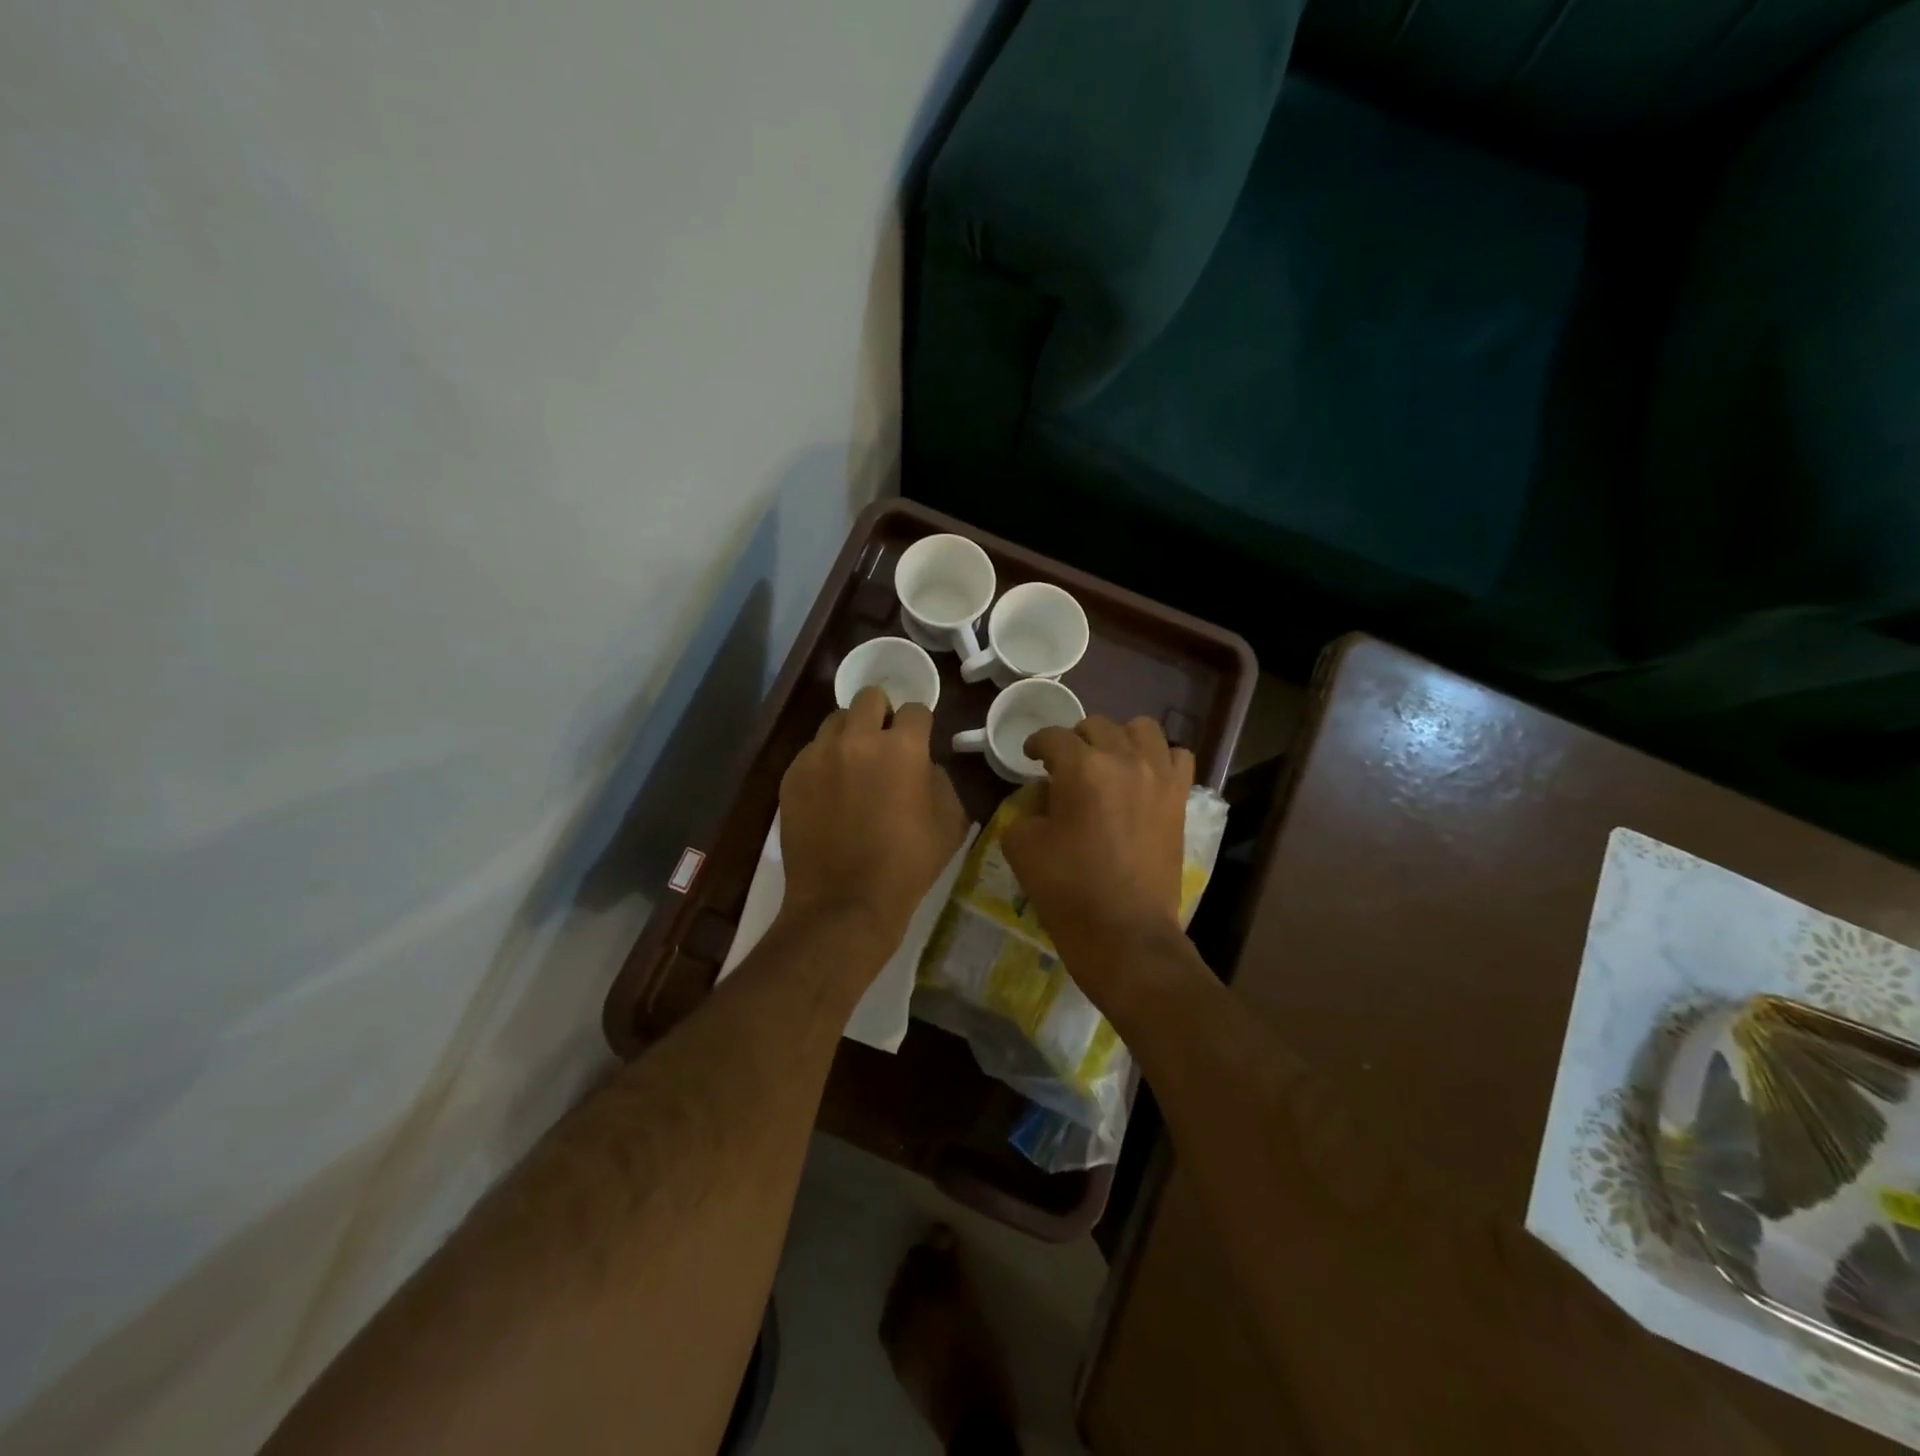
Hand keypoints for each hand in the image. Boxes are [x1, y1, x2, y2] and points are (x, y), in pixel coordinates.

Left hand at [778, 686, 969, 956]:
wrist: (845, 902)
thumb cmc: (908, 865)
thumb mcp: (951, 822)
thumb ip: (941, 779)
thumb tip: (924, 765)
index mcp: (903, 747)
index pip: (915, 709)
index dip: (920, 725)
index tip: (919, 741)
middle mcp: (858, 739)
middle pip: (870, 697)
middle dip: (882, 713)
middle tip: (884, 743)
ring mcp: (818, 755)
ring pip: (836, 720)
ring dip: (850, 734)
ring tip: (853, 764)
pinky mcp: (792, 775)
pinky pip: (811, 751)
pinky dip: (824, 761)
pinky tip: (829, 791)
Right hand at [1003, 716, 1194, 1002]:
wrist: (1124, 932)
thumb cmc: (1068, 889)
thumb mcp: (1023, 845)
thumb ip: (1026, 807)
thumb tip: (1044, 795)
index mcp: (1081, 768)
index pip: (1053, 737)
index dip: (1036, 743)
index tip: (1030, 756)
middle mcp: (1124, 759)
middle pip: (1096, 726)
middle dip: (1075, 740)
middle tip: (1064, 765)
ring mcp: (1159, 777)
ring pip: (1142, 729)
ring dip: (1119, 738)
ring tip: (1108, 762)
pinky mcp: (1179, 798)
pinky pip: (1177, 757)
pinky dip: (1159, 759)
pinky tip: (1144, 778)